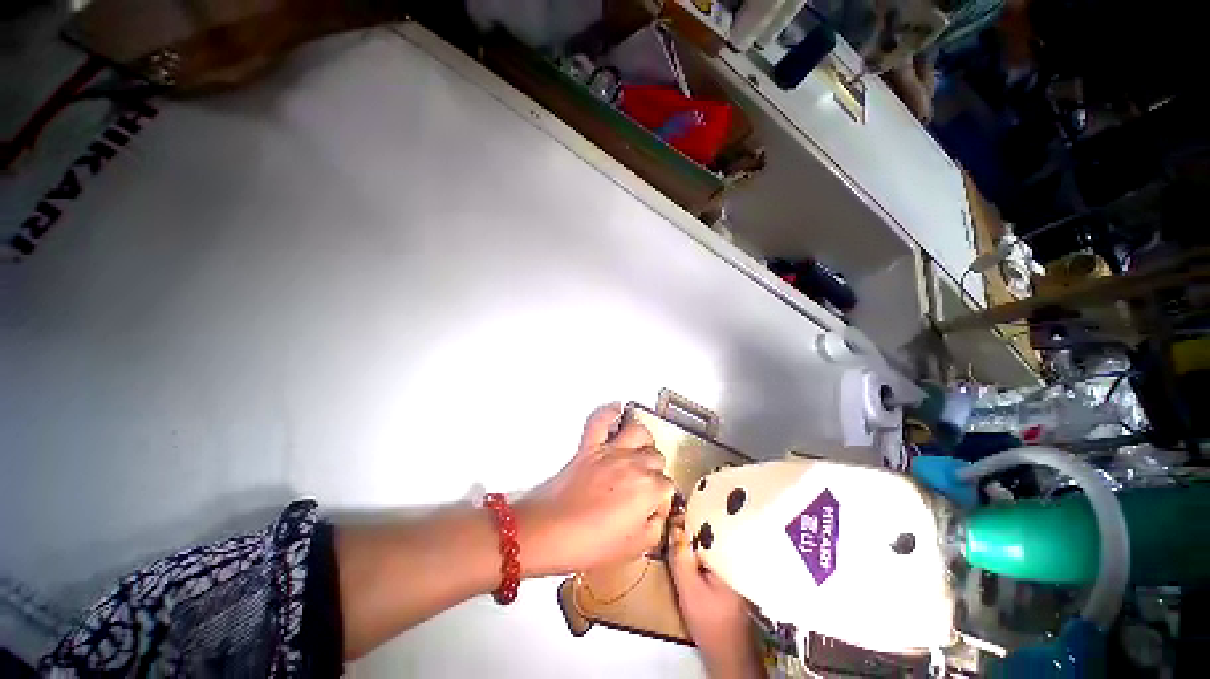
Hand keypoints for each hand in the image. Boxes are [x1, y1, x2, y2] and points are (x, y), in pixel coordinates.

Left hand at [516, 404, 675, 576]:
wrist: (549, 531)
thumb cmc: (590, 544)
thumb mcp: (634, 549)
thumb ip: (654, 529)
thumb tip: (657, 515)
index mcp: (648, 489)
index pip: (667, 486)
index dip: (661, 499)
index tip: (652, 509)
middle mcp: (634, 463)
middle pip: (656, 458)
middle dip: (655, 471)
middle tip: (645, 487)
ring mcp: (610, 451)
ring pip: (638, 432)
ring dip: (644, 440)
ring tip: (641, 449)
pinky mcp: (589, 445)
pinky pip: (600, 420)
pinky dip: (608, 412)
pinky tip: (617, 408)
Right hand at [669, 513, 762, 678]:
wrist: (729, 656)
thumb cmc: (710, 623)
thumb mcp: (688, 588)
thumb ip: (680, 556)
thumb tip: (673, 525)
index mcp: (731, 555)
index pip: (710, 523)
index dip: (690, 514)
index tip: (674, 508)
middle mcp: (737, 556)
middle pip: (712, 529)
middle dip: (693, 522)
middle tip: (673, 515)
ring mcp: (735, 565)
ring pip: (712, 541)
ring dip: (696, 535)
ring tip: (679, 526)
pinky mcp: (731, 574)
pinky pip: (714, 552)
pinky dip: (702, 548)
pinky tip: (690, 548)